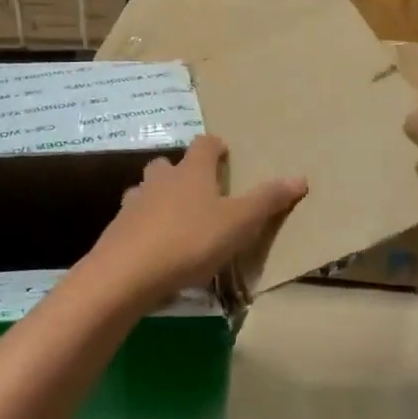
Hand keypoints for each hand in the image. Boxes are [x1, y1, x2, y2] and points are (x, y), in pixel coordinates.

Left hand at [78, 135, 306, 307]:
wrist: (127, 273)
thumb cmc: (190, 241)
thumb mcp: (239, 223)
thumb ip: (268, 201)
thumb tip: (300, 177)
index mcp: (192, 172)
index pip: (204, 145)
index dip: (214, 146)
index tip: (222, 151)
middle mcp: (160, 180)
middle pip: (168, 164)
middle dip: (181, 171)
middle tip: (197, 188)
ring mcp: (134, 203)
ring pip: (145, 190)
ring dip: (158, 198)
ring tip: (173, 218)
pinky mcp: (117, 230)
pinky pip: (133, 220)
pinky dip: (143, 226)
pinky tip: (153, 247)